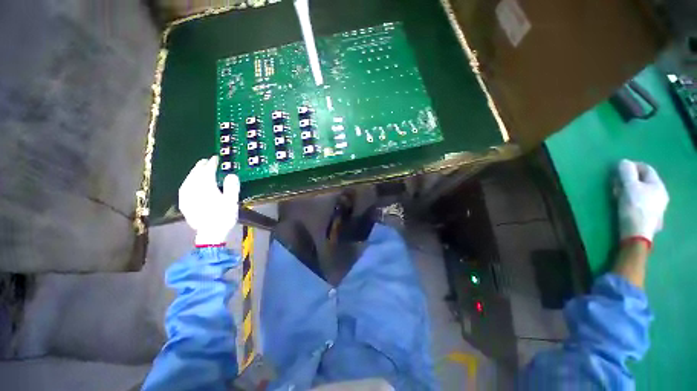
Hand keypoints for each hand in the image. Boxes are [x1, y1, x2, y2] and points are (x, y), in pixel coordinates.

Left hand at [179, 156, 239, 245]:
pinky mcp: (184, 204)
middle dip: (200, 166)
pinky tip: (189, 183)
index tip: (216, 158)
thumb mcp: (232, 202)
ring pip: (188, 180)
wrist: (210, 234)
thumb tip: (231, 174)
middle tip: (206, 161)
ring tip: (198, 169)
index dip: (212, 164)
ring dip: (193, 173)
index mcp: (206, 188)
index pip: (207, 171)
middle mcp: (193, 190)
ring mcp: (186, 197)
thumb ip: (232, 187)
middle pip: (195, 174)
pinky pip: (184, 188)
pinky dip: (187, 182)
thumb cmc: (223, 217)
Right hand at [616, 159, 668, 244]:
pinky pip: (639, 200)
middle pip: (643, 180)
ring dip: (628, 189)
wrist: (636, 234)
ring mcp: (656, 206)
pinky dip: (630, 198)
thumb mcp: (629, 187)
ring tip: (617, 193)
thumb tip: (623, 162)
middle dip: (628, 179)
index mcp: (658, 185)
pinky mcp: (649, 215)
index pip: (646, 168)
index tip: (618, 168)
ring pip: (641, 191)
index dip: (632, 165)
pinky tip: (623, 203)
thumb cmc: (634, 208)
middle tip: (615, 182)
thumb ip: (627, 172)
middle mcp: (660, 194)